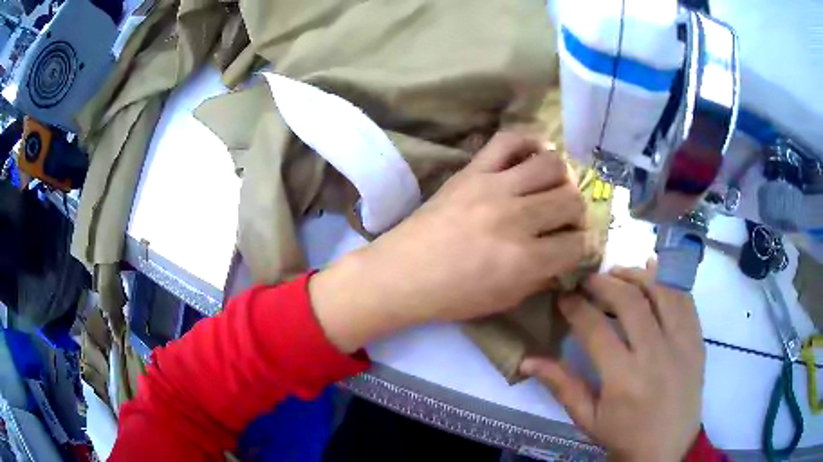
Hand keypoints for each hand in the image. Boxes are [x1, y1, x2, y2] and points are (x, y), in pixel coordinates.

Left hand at [310, 131, 599, 351]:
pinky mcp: (472, 170)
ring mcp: (493, 188)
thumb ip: (542, 277)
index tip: (580, 245)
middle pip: (571, 200)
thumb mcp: (506, 299)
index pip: (578, 243)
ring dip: (563, 178)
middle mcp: (516, 219)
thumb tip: (567, 258)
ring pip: (552, 166)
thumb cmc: (453, 296)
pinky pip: (509, 140)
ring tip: (554, 188)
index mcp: (525, 260)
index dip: (585, 246)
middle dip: (578, 213)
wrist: (403, 273)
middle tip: (566, 219)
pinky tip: (537, 153)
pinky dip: (530, 141)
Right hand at [520, 262, 704, 461]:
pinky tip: (653, 271)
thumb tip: (527, 359)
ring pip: (660, 291)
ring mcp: (681, 343)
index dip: (576, 306)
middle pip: (629, 301)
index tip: (564, 296)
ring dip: (636, 276)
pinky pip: (684, 298)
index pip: (595, 328)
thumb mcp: (587, 418)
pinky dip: (667, 279)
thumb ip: (561, 385)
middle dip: (603, 283)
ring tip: (617, 274)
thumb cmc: (624, 435)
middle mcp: (655, 353)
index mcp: (623, 377)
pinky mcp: (696, 339)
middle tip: (587, 279)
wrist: (668, 447)